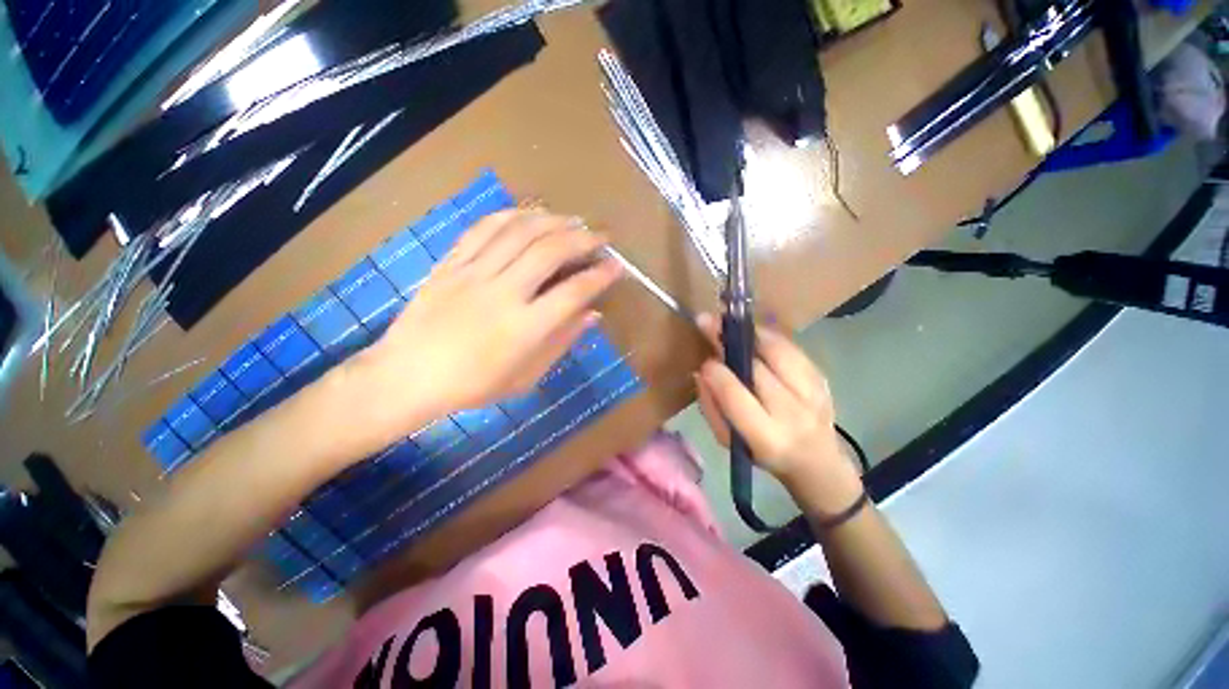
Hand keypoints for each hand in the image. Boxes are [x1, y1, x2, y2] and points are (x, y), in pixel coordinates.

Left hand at [350, 210, 621, 435]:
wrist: (406, 376)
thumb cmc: (472, 385)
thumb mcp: (526, 376)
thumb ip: (561, 342)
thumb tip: (593, 315)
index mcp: (524, 328)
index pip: (573, 292)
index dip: (600, 276)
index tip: (617, 266)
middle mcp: (502, 293)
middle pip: (549, 251)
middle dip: (583, 238)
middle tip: (601, 236)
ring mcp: (473, 274)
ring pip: (519, 231)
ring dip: (552, 220)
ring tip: (573, 220)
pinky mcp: (451, 263)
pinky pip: (484, 228)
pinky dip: (512, 215)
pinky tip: (530, 214)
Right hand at [694, 312, 862, 511]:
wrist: (816, 461)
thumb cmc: (763, 453)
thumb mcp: (729, 441)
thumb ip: (711, 407)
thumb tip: (702, 372)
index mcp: (766, 436)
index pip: (735, 395)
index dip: (716, 372)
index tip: (704, 360)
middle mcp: (794, 413)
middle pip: (758, 367)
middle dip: (730, 342)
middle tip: (709, 323)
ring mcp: (813, 393)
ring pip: (779, 351)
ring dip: (752, 334)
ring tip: (732, 325)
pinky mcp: (823, 378)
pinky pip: (793, 349)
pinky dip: (770, 337)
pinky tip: (755, 334)